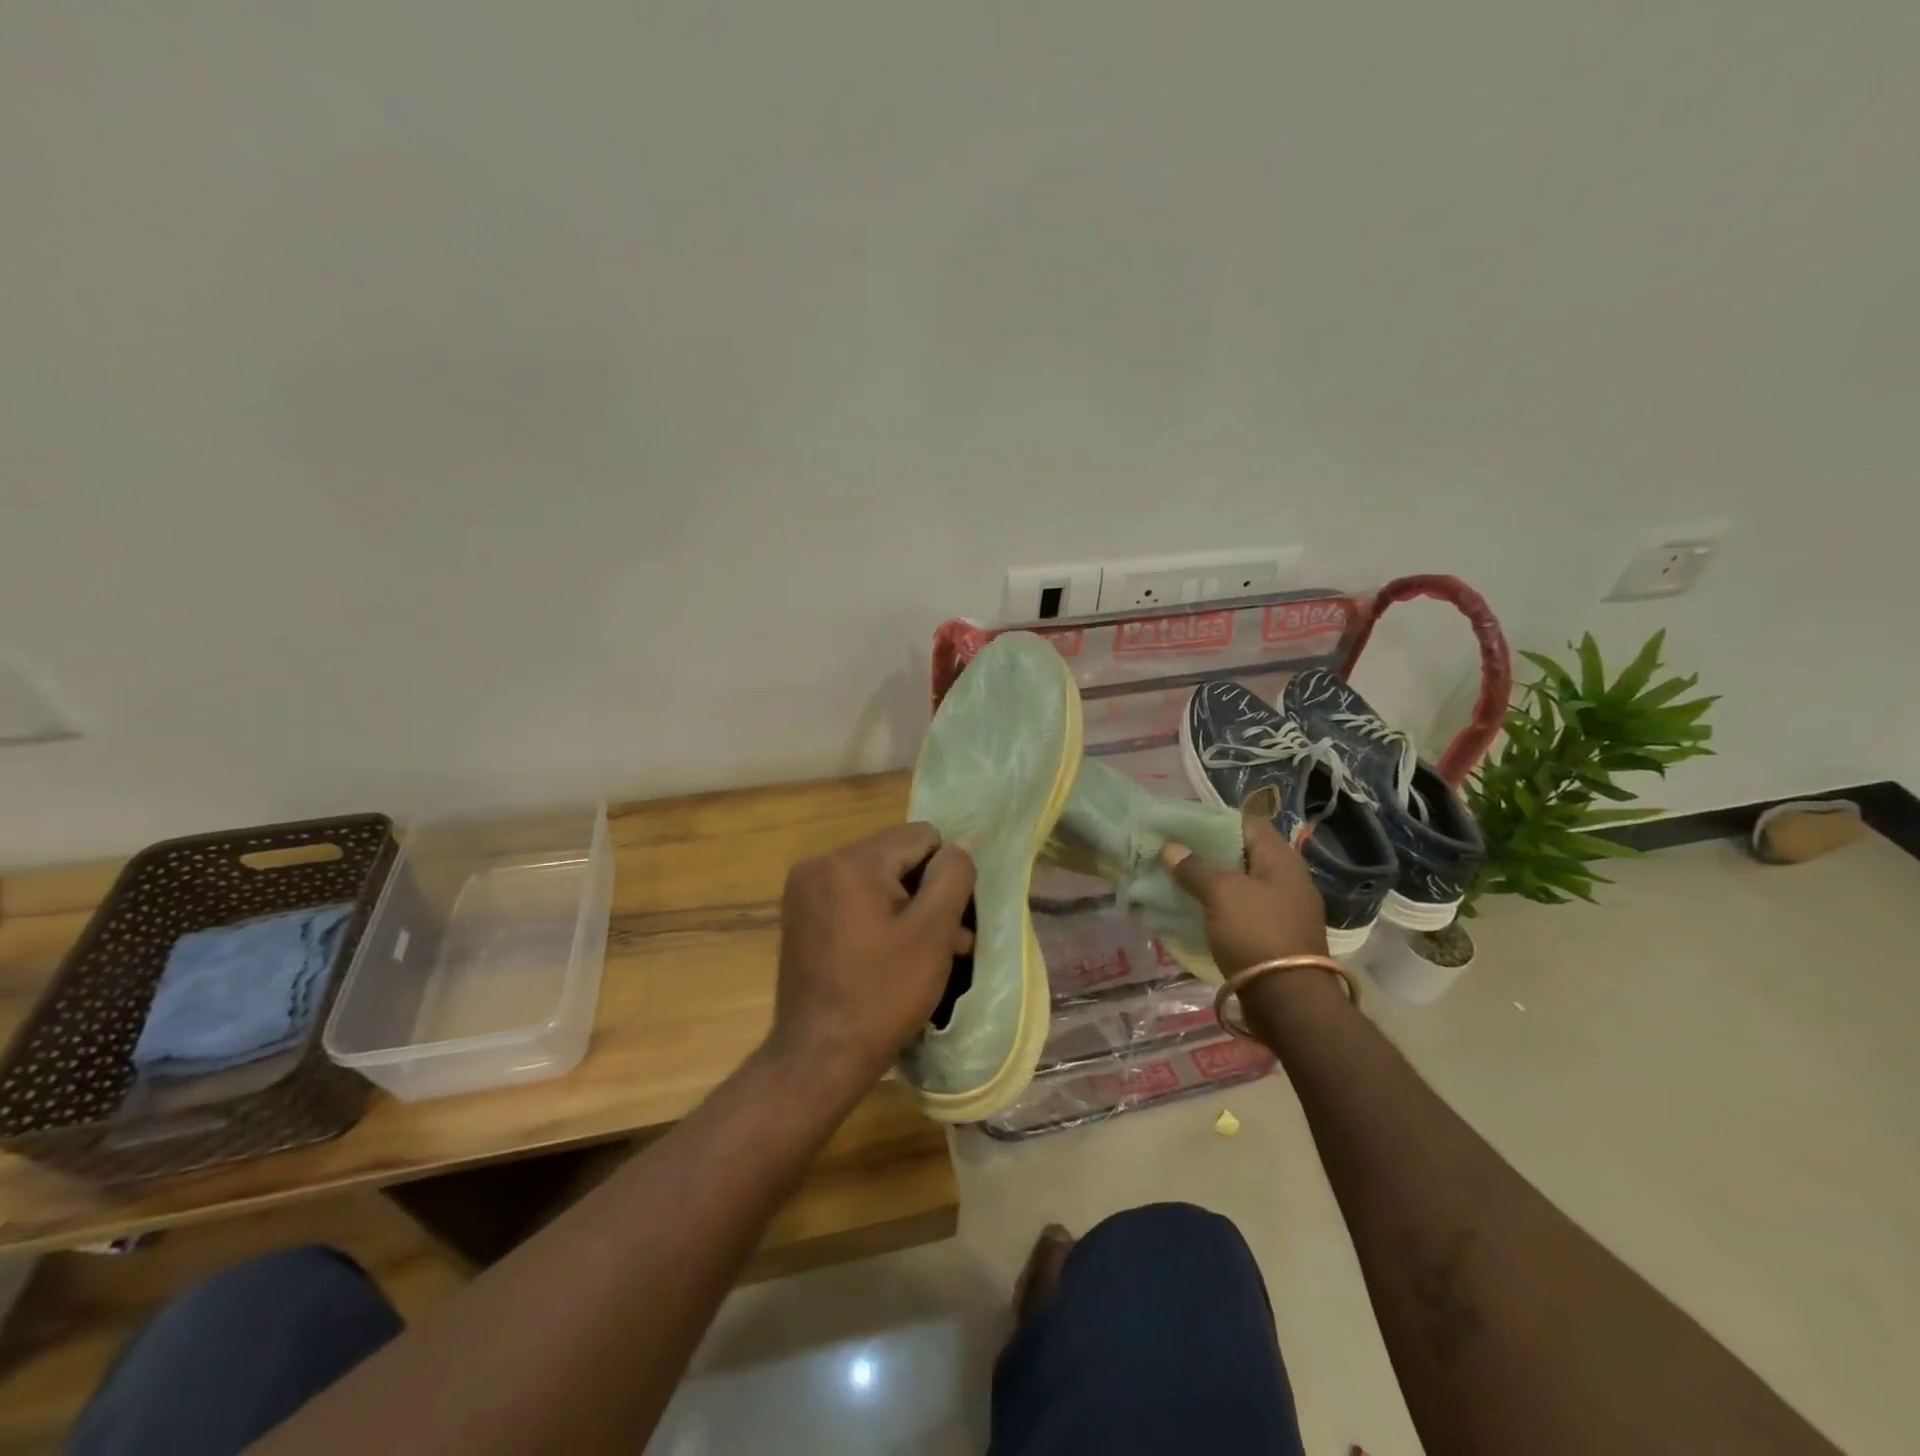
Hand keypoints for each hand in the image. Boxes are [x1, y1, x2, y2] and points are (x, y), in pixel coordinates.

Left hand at [767, 822, 975, 1098]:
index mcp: (851, 861)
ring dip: (908, 909)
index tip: (948, 920)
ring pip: (878, 880)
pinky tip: (896, 955)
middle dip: (927, 894)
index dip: (944, 875)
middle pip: (898, 857)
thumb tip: (961, 845)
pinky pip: (854, 899)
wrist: (819, 1058)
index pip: (921, 837)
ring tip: (933, 953)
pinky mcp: (802, 915)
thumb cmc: (883, 994)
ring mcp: (806, 890)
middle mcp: (822, 863)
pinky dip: (879, 919)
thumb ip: (953, 876)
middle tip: (951, 942)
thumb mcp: (932, 932)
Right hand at [1163, 814, 1329, 972]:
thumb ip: (1195, 868)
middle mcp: (1287, 880)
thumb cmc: (1257, 934)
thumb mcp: (1221, 893)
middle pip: (1242, 854)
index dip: (1214, 820)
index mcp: (1281, 860)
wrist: (1288, 1001)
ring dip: (1211, 882)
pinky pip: (1242, 911)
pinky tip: (1194, 910)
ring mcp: (1283, 910)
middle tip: (1173, 852)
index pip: (1247, 823)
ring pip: (1240, 885)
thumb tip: (1170, 847)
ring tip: (1177, 879)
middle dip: (1208, 853)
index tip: (1182, 824)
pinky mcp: (1275, 937)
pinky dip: (1219, 907)